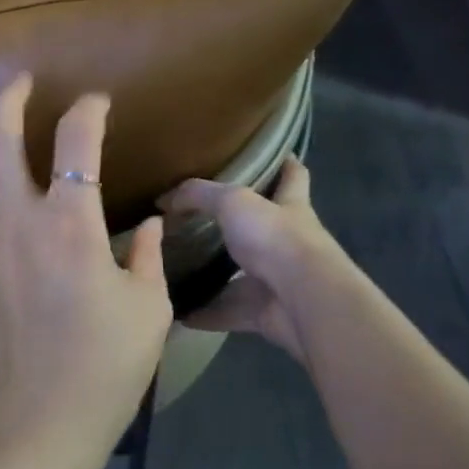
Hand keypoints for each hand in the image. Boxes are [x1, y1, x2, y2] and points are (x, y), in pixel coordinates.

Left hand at [0, 74, 172, 465]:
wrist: (35, 428)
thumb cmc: (103, 370)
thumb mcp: (148, 310)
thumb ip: (150, 257)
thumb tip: (152, 224)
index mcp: (72, 224)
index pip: (77, 143)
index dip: (89, 112)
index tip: (97, 104)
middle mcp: (17, 219)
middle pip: (2, 137)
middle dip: (11, 98)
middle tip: (19, 79)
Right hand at [161, 156, 346, 363]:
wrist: (304, 300)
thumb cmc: (275, 238)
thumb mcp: (233, 202)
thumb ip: (199, 196)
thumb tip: (165, 199)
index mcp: (290, 206)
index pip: (293, 176)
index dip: (286, 163)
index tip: (276, 154)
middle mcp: (289, 241)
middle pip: (264, 228)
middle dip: (239, 226)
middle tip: (201, 220)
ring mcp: (279, 280)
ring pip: (243, 275)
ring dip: (217, 275)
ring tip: (182, 268)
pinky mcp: (267, 313)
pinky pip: (230, 311)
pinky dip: (206, 313)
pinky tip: (179, 312)